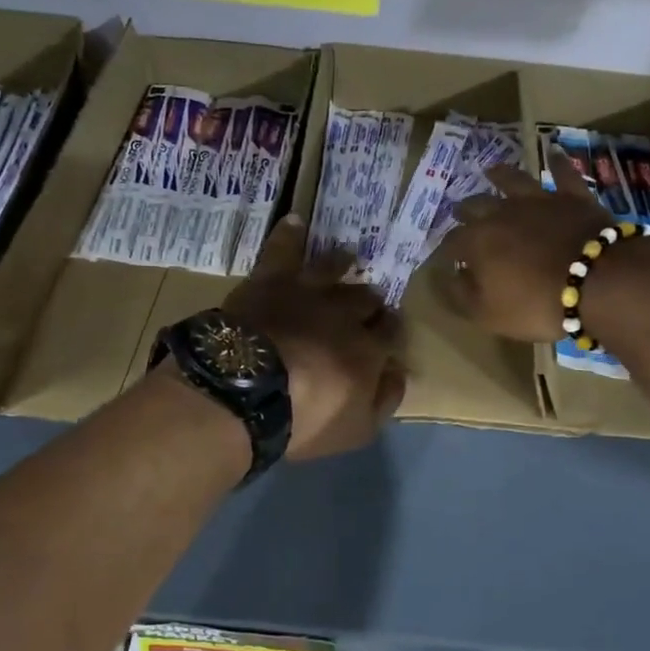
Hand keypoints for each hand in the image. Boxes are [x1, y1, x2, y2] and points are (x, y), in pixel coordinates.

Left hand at [225, 215, 406, 460]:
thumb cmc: (305, 418)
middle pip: (366, 298)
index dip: (390, 332)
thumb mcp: (358, 428)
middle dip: (369, 301)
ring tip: (347, 258)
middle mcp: (345, 312)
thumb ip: (386, 398)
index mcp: (369, 349)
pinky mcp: (271, 280)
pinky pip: (282, 250)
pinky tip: (295, 221)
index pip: (391, 332)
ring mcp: (308, 291)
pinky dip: (289, 235)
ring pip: (334, 267)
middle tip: (365, 305)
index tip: (387, 335)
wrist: (248, 390)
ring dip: (342, 263)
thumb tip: (401, 371)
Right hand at [429, 148, 649, 343]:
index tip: (445, 258)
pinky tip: (554, 152)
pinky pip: (563, 175)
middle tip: (459, 211)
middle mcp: (502, 213)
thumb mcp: (488, 314)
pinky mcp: (573, 197)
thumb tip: (448, 277)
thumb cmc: (536, 303)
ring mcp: (539, 200)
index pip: (452, 243)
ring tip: (491, 170)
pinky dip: (558, 163)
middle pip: (476, 206)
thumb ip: (462, 295)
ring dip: (500, 175)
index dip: (446, 251)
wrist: (597, 282)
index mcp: (477, 241)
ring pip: (513, 180)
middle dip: (465, 210)